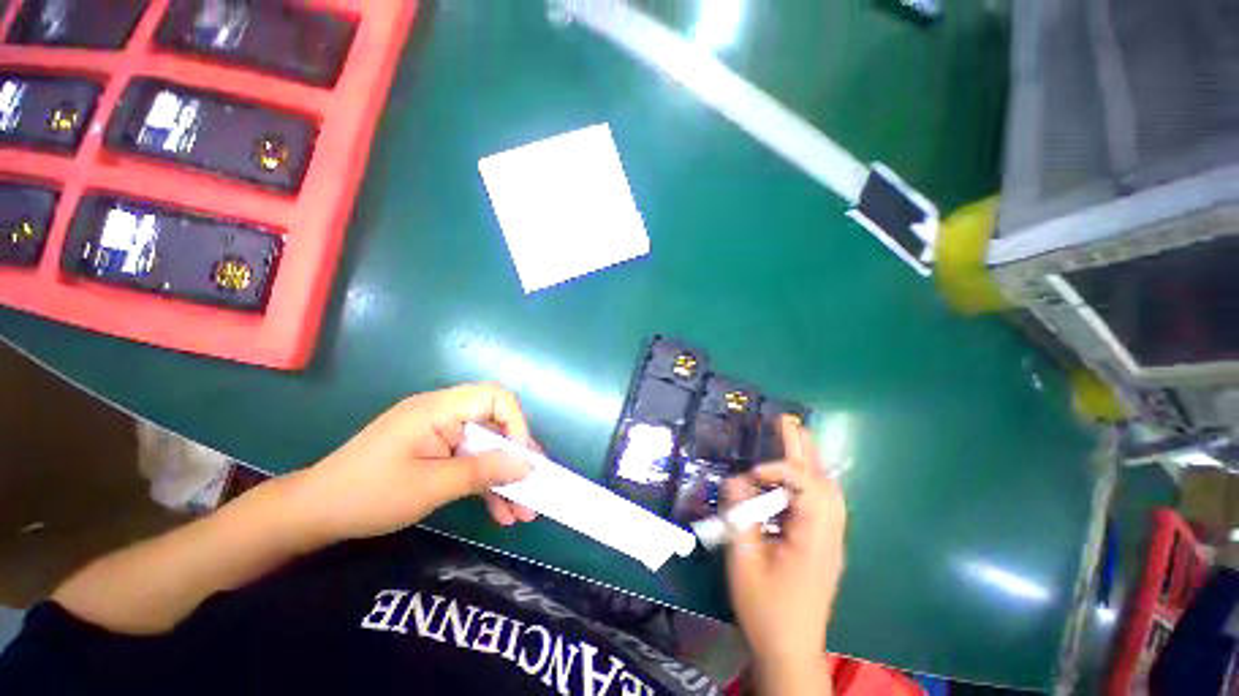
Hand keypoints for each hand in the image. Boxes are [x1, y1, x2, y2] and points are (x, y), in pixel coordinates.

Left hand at [289, 383, 539, 546]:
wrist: (313, 514)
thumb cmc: (368, 495)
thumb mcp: (431, 486)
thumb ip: (482, 471)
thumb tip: (528, 465)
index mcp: (439, 408)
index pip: (496, 397)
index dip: (516, 424)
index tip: (522, 460)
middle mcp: (445, 413)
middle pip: (496, 425)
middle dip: (516, 459)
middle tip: (533, 490)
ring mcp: (441, 432)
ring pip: (486, 447)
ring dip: (504, 477)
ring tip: (521, 512)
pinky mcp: (437, 450)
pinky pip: (470, 460)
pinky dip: (484, 482)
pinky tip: (498, 510)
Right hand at [723, 416, 846, 693]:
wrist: (789, 650)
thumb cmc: (765, 609)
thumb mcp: (743, 560)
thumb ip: (739, 515)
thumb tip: (736, 480)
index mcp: (814, 539)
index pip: (808, 486)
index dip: (781, 469)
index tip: (751, 475)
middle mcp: (829, 534)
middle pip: (824, 482)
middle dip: (804, 449)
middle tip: (788, 421)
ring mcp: (829, 540)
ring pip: (826, 491)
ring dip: (807, 463)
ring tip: (792, 438)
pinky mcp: (821, 545)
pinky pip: (819, 504)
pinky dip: (805, 482)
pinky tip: (788, 478)